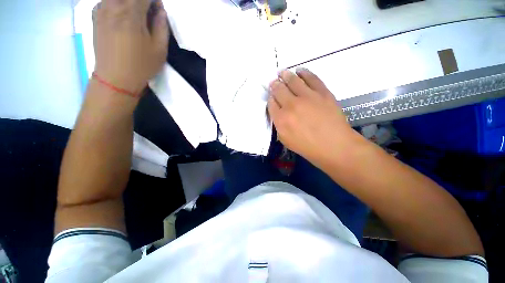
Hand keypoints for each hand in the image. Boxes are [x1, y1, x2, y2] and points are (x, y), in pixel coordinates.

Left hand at [93, 0, 168, 94]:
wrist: (115, 78)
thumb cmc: (141, 65)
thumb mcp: (160, 49)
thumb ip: (162, 26)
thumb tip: (160, 10)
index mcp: (131, 14)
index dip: (154, 1)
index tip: (158, 10)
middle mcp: (113, 6)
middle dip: (141, 2)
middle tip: (147, 14)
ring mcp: (101, 10)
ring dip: (128, 4)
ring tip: (135, 17)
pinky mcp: (95, 16)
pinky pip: (107, 1)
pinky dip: (117, 5)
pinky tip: (121, 17)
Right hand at [268, 69, 359, 163]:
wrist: (334, 145)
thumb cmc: (307, 147)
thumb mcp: (286, 140)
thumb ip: (278, 126)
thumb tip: (277, 113)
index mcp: (281, 119)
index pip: (271, 103)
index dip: (270, 98)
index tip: (272, 96)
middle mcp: (291, 105)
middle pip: (279, 89)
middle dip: (274, 84)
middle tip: (273, 81)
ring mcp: (307, 97)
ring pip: (292, 80)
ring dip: (285, 74)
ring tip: (282, 72)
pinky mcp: (322, 92)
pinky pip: (311, 77)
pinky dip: (304, 72)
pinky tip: (299, 70)